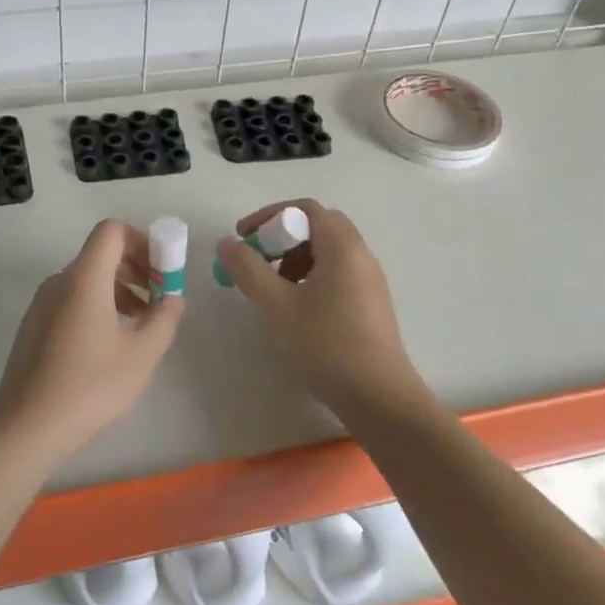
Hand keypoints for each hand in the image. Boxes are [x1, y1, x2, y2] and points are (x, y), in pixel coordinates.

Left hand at [0, 219, 183, 461]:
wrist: (26, 427)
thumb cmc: (90, 386)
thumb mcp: (141, 354)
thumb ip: (164, 318)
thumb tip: (172, 298)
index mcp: (84, 278)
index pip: (112, 231)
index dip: (142, 241)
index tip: (162, 273)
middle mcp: (59, 281)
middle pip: (101, 254)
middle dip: (137, 268)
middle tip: (160, 300)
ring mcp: (42, 304)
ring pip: (87, 279)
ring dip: (120, 290)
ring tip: (141, 326)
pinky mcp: (34, 326)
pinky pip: (72, 300)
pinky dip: (98, 306)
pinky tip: (111, 344)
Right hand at [215, 198, 422, 416]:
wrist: (378, 396)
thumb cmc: (326, 344)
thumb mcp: (278, 305)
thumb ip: (249, 270)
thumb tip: (227, 244)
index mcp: (342, 246)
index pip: (306, 208)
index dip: (270, 215)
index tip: (244, 237)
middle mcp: (361, 255)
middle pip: (318, 227)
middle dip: (282, 238)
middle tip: (257, 261)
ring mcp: (369, 281)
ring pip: (327, 253)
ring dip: (295, 260)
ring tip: (273, 290)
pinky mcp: (370, 305)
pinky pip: (337, 274)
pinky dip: (311, 278)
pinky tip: (297, 310)